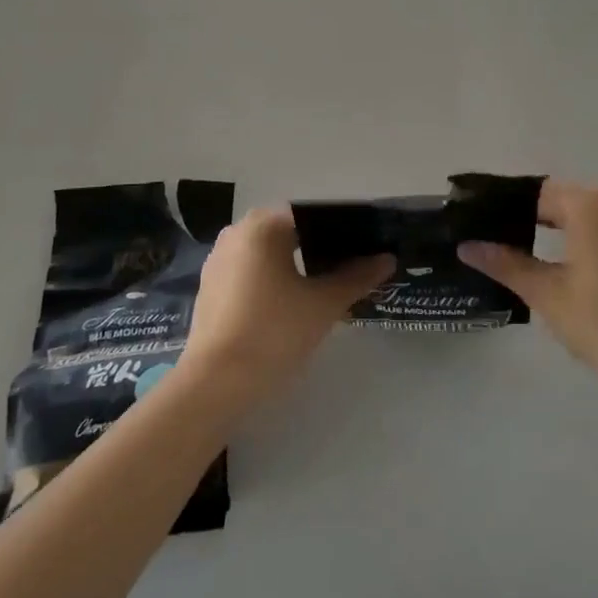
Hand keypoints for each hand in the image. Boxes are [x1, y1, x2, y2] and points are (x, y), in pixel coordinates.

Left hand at [181, 208, 392, 405]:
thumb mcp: (324, 304)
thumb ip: (357, 277)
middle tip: (350, 269)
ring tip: (325, 287)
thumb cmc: (274, 331)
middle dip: (320, 247)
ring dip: (295, 264)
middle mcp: (237, 231)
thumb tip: (387, 259)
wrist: (215, 382)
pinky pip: (250, 271)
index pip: (312, 214)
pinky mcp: (211, 286)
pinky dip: (272, 280)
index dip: (342, 229)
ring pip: (269, 252)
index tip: (364, 248)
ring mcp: (219, 259)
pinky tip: (291, 303)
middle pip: (289, 231)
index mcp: (263, 225)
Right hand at [459, 180, 597, 399]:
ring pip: (566, 211)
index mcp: (586, 205)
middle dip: (514, 215)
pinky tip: (535, 255)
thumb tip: (466, 246)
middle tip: (477, 236)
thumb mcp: (546, 293)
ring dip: (536, 225)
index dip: (497, 208)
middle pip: (548, 198)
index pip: (529, 194)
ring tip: (499, 247)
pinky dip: (559, 234)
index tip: (467, 223)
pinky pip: (584, 224)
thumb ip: (504, 264)